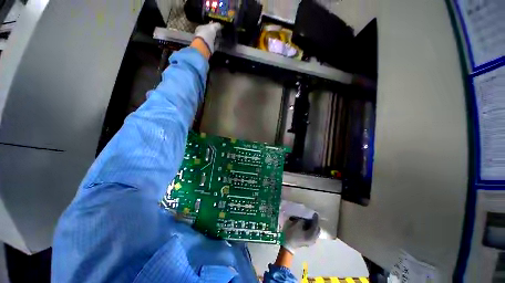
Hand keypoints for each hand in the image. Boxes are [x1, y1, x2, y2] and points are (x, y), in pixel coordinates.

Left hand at [194, 22, 221, 53]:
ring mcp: (205, 42)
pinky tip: (219, 43)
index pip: (207, 25)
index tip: (218, 26)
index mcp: (200, 28)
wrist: (204, 46)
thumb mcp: (213, 27)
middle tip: (220, 32)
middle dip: (214, 33)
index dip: (212, 25)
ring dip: (216, 39)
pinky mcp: (208, 48)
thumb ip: (217, 25)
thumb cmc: (206, 34)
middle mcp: (202, 35)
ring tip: (221, 38)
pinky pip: (213, 45)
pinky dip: (216, 44)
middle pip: (209, 33)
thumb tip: (220, 25)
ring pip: (212, 39)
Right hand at [282, 213, 320, 254]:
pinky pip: (312, 234)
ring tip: (309, 220)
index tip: (315, 213)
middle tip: (312, 217)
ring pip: (315, 232)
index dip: (315, 219)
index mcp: (311, 235)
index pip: (316, 226)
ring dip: (313, 226)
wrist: (287, 245)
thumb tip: (306, 219)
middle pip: (317, 229)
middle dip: (315, 223)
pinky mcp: (307, 241)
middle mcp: (313, 239)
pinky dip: (310, 229)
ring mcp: (311, 241)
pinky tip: (307, 225)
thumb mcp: (297, 225)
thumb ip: (303, 221)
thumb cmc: (292, 234)